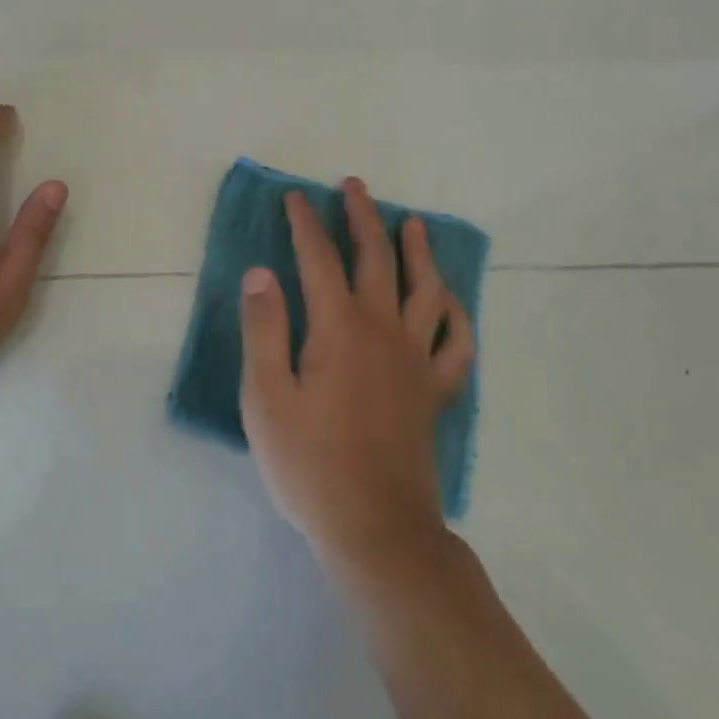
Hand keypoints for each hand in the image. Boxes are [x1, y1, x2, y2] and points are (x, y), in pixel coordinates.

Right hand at [239, 180, 474, 568]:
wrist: (377, 530)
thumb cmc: (310, 465)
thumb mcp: (267, 398)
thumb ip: (265, 329)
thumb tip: (261, 272)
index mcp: (338, 327)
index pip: (318, 258)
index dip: (305, 223)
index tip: (296, 197)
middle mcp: (382, 329)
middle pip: (377, 258)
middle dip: (363, 217)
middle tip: (355, 187)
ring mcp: (415, 359)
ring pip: (425, 290)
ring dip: (418, 252)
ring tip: (412, 224)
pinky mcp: (433, 390)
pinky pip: (456, 343)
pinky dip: (456, 316)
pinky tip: (450, 301)